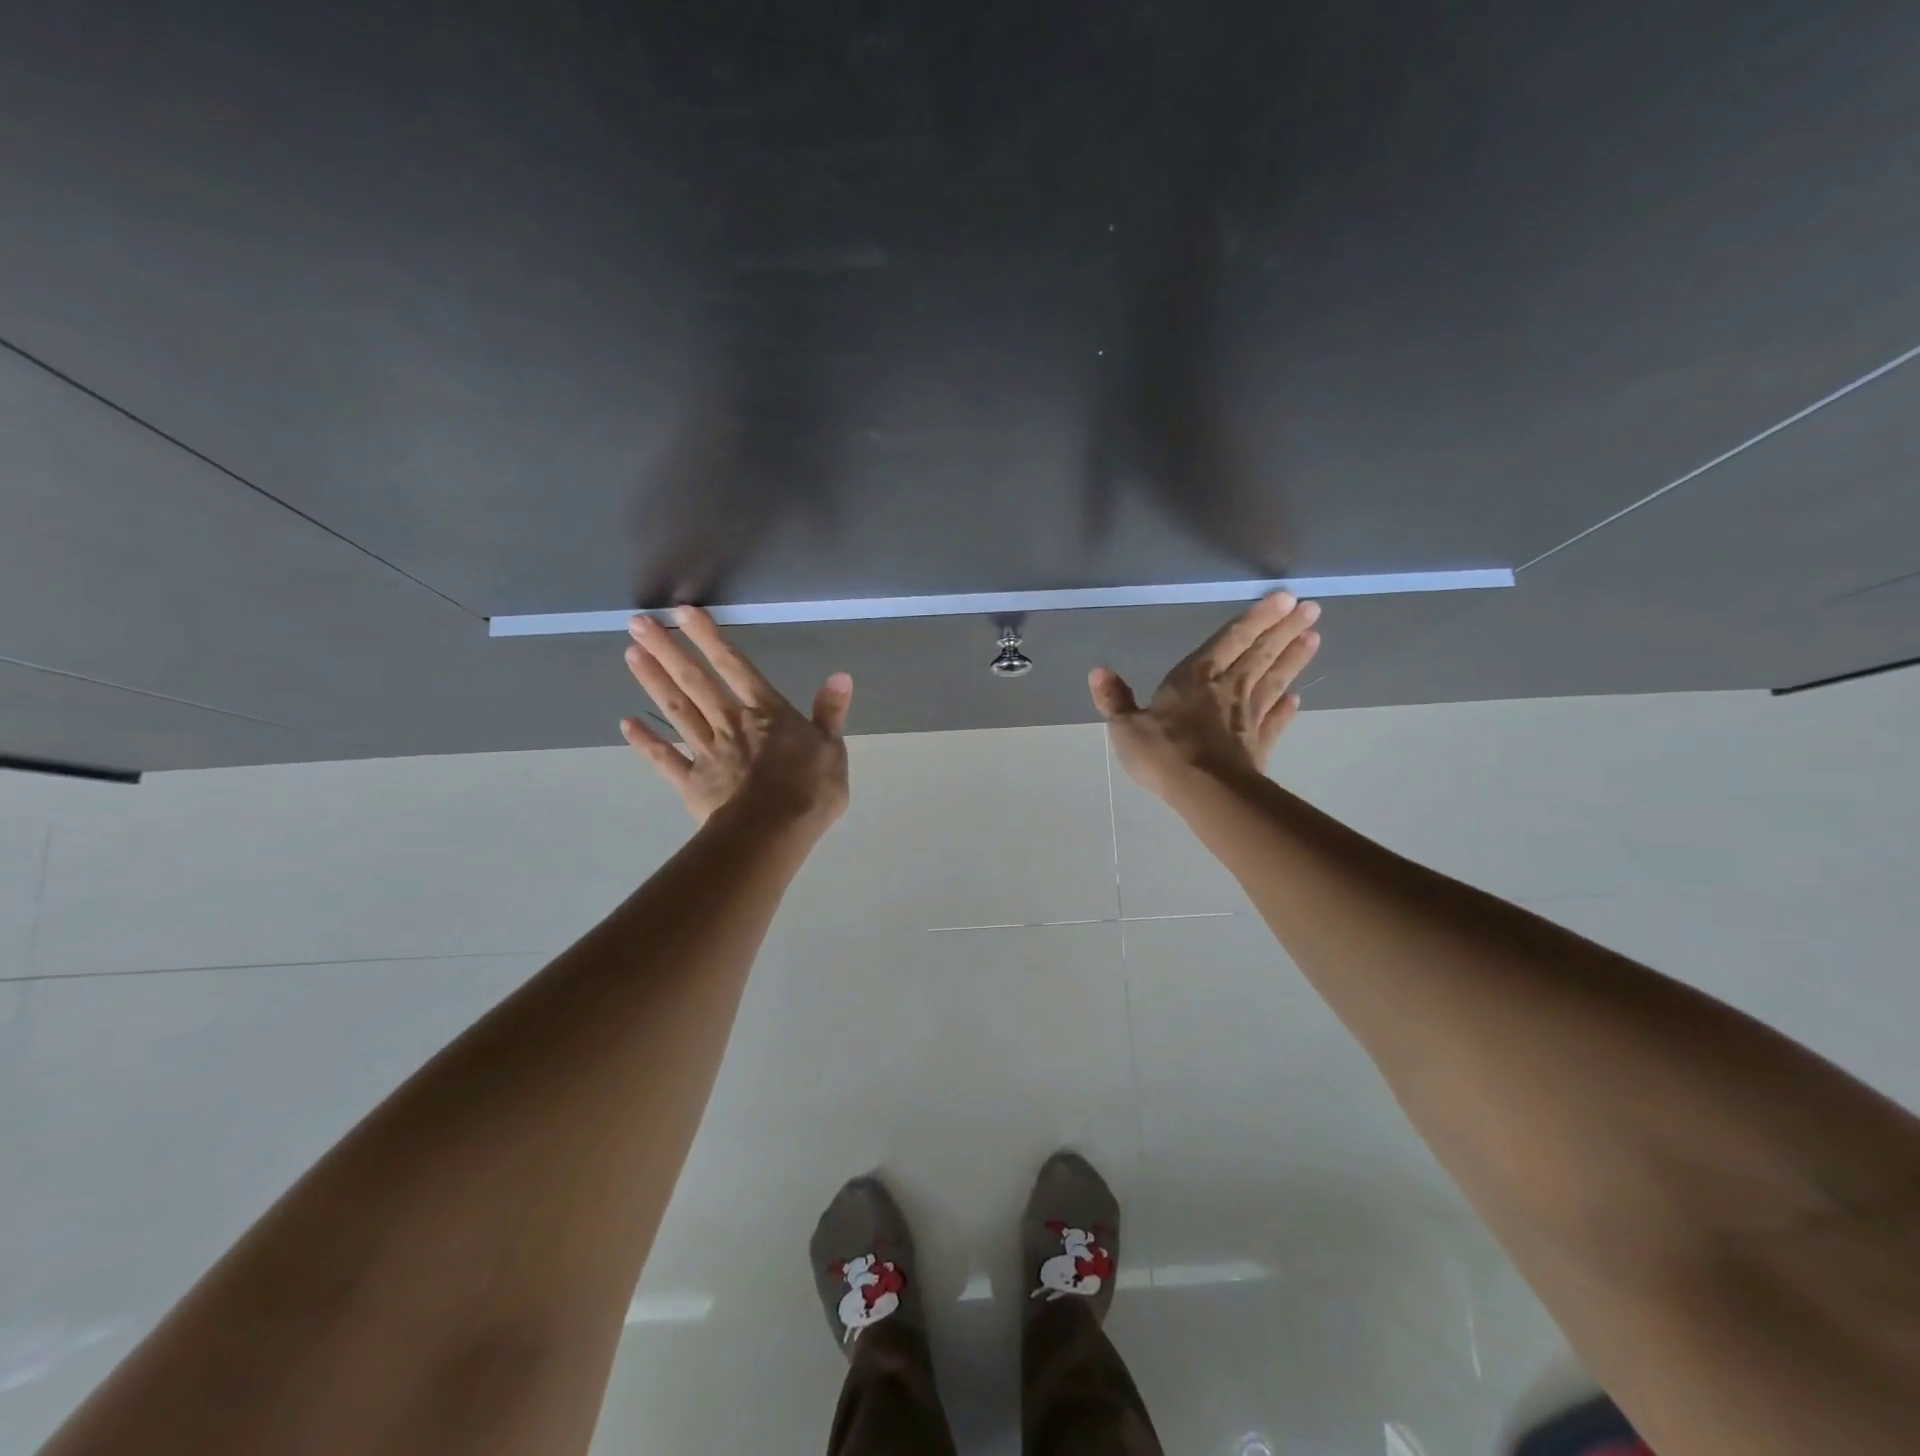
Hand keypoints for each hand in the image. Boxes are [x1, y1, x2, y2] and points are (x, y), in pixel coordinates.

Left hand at [620, 606, 852, 829]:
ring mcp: (707, 752)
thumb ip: (830, 712)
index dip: (710, 638)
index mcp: (766, 713)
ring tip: (631, 654)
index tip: (683, 612)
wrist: (775, 831)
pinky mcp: (692, 783)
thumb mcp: (833, 749)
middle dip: (668, 650)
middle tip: (639, 622)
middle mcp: (731, 723)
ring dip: (654, 682)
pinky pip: (666, 759)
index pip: (735, 666)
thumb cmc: (811, 790)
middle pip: (695, 681)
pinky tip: (626, 725)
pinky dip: (646, 742)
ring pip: (677, 711)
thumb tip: (840, 676)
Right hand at [1089, 593, 1320, 798]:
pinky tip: (1297, 698)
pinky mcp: (1259, 744)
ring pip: (1274, 680)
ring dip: (1293, 659)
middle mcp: (1228, 688)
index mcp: (1195, 677)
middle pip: (1261, 653)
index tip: (1285, 598)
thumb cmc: (1163, 751)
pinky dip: (1287, 708)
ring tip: (1314, 638)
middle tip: (1312, 609)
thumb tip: (1098, 671)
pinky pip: (1275, 720)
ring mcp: (1248, 716)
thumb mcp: (1126, 726)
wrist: (1205, 790)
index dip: (1257, 618)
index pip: (1231, 639)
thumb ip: (1115, 699)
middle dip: (1285, 629)